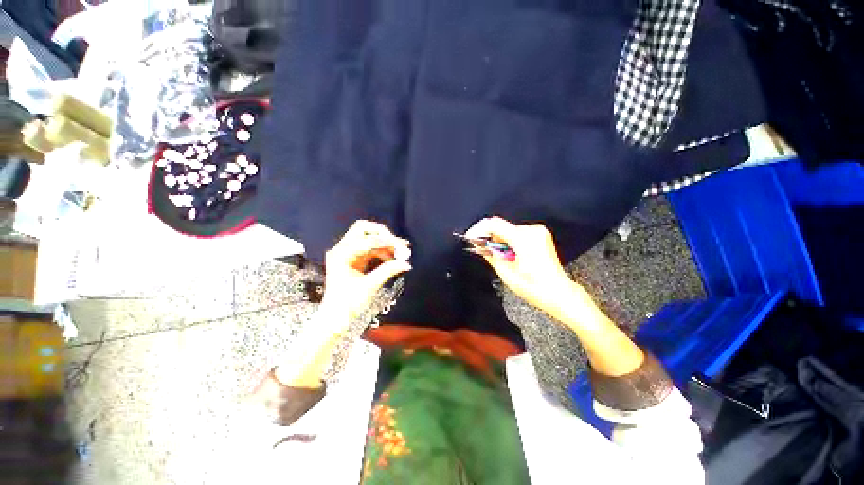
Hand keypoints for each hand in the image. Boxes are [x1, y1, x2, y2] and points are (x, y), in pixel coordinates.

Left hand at [321, 220, 411, 324]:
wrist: (335, 318)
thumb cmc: (348, 304)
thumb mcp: (369, 287)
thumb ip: (388, 271)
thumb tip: (407, 263)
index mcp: (341, 254)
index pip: (368, 240)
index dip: (388, 242)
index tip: (404, 247)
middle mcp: (342, 249)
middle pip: (363, 229)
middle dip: (383, 234)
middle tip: (399, 244)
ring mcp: (347, 252)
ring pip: (368, 237)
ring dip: (384, 243)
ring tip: (400, 254)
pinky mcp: (353, 258)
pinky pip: (369, 248)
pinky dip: (381, 251)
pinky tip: (392, 259)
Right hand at [465, 217, 580, 316]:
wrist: (558, 293)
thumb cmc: (535, 288)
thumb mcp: (506, 273)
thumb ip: (490, 255)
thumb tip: (478, 244)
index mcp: (524, 240)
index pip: (495, 224)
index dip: (479, 229)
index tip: (470, 237)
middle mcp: (532, 231)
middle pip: (501, 226)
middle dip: (489, 237)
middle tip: (482, 250)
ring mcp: (538, 232)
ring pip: (508, 230)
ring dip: (499, 240)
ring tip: (498, 256)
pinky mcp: (540, 235)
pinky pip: (517, 233)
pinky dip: (508, 241)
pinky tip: (509, 254)